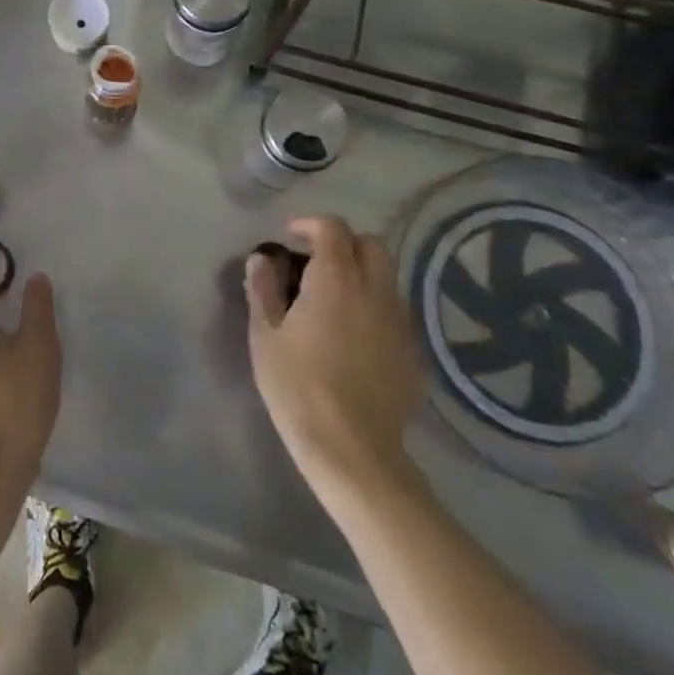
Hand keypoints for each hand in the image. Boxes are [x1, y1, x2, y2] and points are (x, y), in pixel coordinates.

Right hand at [245, 216, 424, 500]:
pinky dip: (374, 308)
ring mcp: (399, 322)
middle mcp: (375, 290)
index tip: (290, 236)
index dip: (310, 224)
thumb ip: (262, 289)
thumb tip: (261, 259)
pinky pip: (394, 313)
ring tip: (333, 300)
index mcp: (336, 278)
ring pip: (386, 278)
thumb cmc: (298, 386)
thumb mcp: (265, 335)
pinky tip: (353, 336)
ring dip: (361, 275)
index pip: (332, 228)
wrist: (352, 450)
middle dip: (343, 244)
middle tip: (315, 263)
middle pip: (371, 245)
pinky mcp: (412, 353)